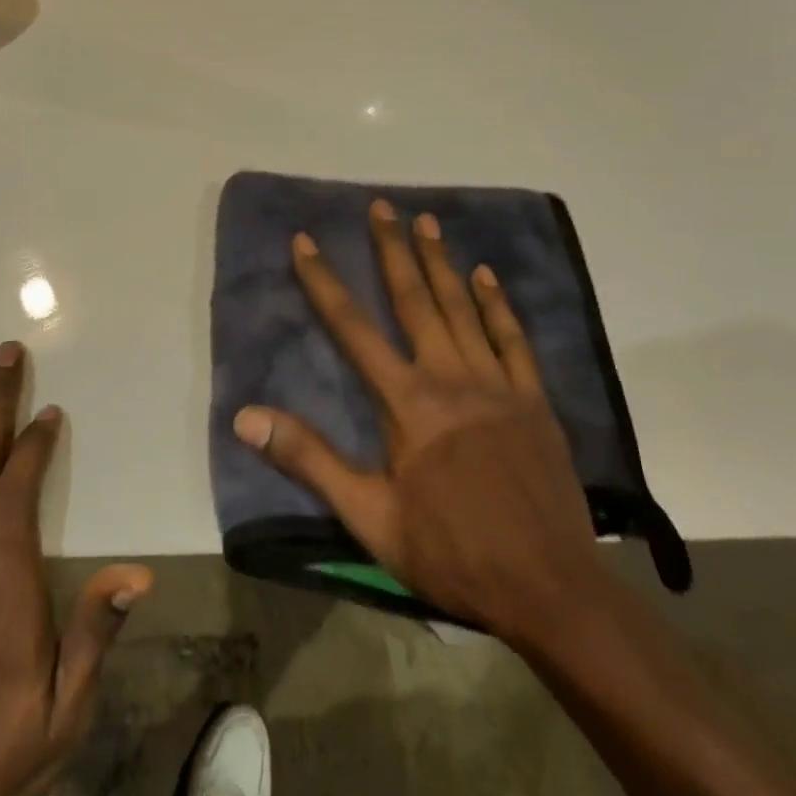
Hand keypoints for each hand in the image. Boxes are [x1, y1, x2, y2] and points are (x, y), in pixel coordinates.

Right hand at [233, 199, 605, 652]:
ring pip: (463, 308)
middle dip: (393, 249)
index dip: (324, 281)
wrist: (550, 590)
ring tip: (426, 221)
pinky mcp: (533, 400)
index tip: (305, 241)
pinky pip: (513, 339)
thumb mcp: (368, 517)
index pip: (353, 327)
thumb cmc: (451, 552)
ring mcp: (497, 384)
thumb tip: (245, 417)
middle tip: (381, 206)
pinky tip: (486, 276)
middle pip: (415, 299)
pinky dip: (497, 304)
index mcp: (408, 402)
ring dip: (441, 262)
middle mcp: (450, 376)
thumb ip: (309, 459)